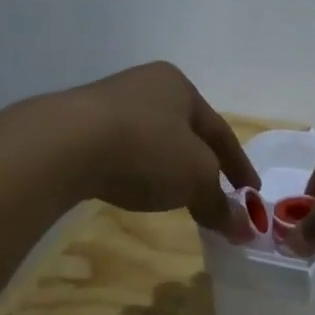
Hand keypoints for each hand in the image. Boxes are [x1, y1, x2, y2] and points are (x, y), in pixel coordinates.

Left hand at [60, 62, 258, 233]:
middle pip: (186, 132)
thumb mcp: (195, 178)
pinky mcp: (77, 126)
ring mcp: (107, 103)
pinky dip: (137, 170)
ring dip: (168, 168)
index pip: (220, 131)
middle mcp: (145, 85)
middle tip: (215, 195)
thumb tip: (243, 228)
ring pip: (153, 141)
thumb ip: (220, 202)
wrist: (63, 145)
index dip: (239, 166)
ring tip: (175, 196)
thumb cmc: (145, 149)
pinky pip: (121, 150)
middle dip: (203, 164)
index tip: (251, 194)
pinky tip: (134, 188)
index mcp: (179, 86)